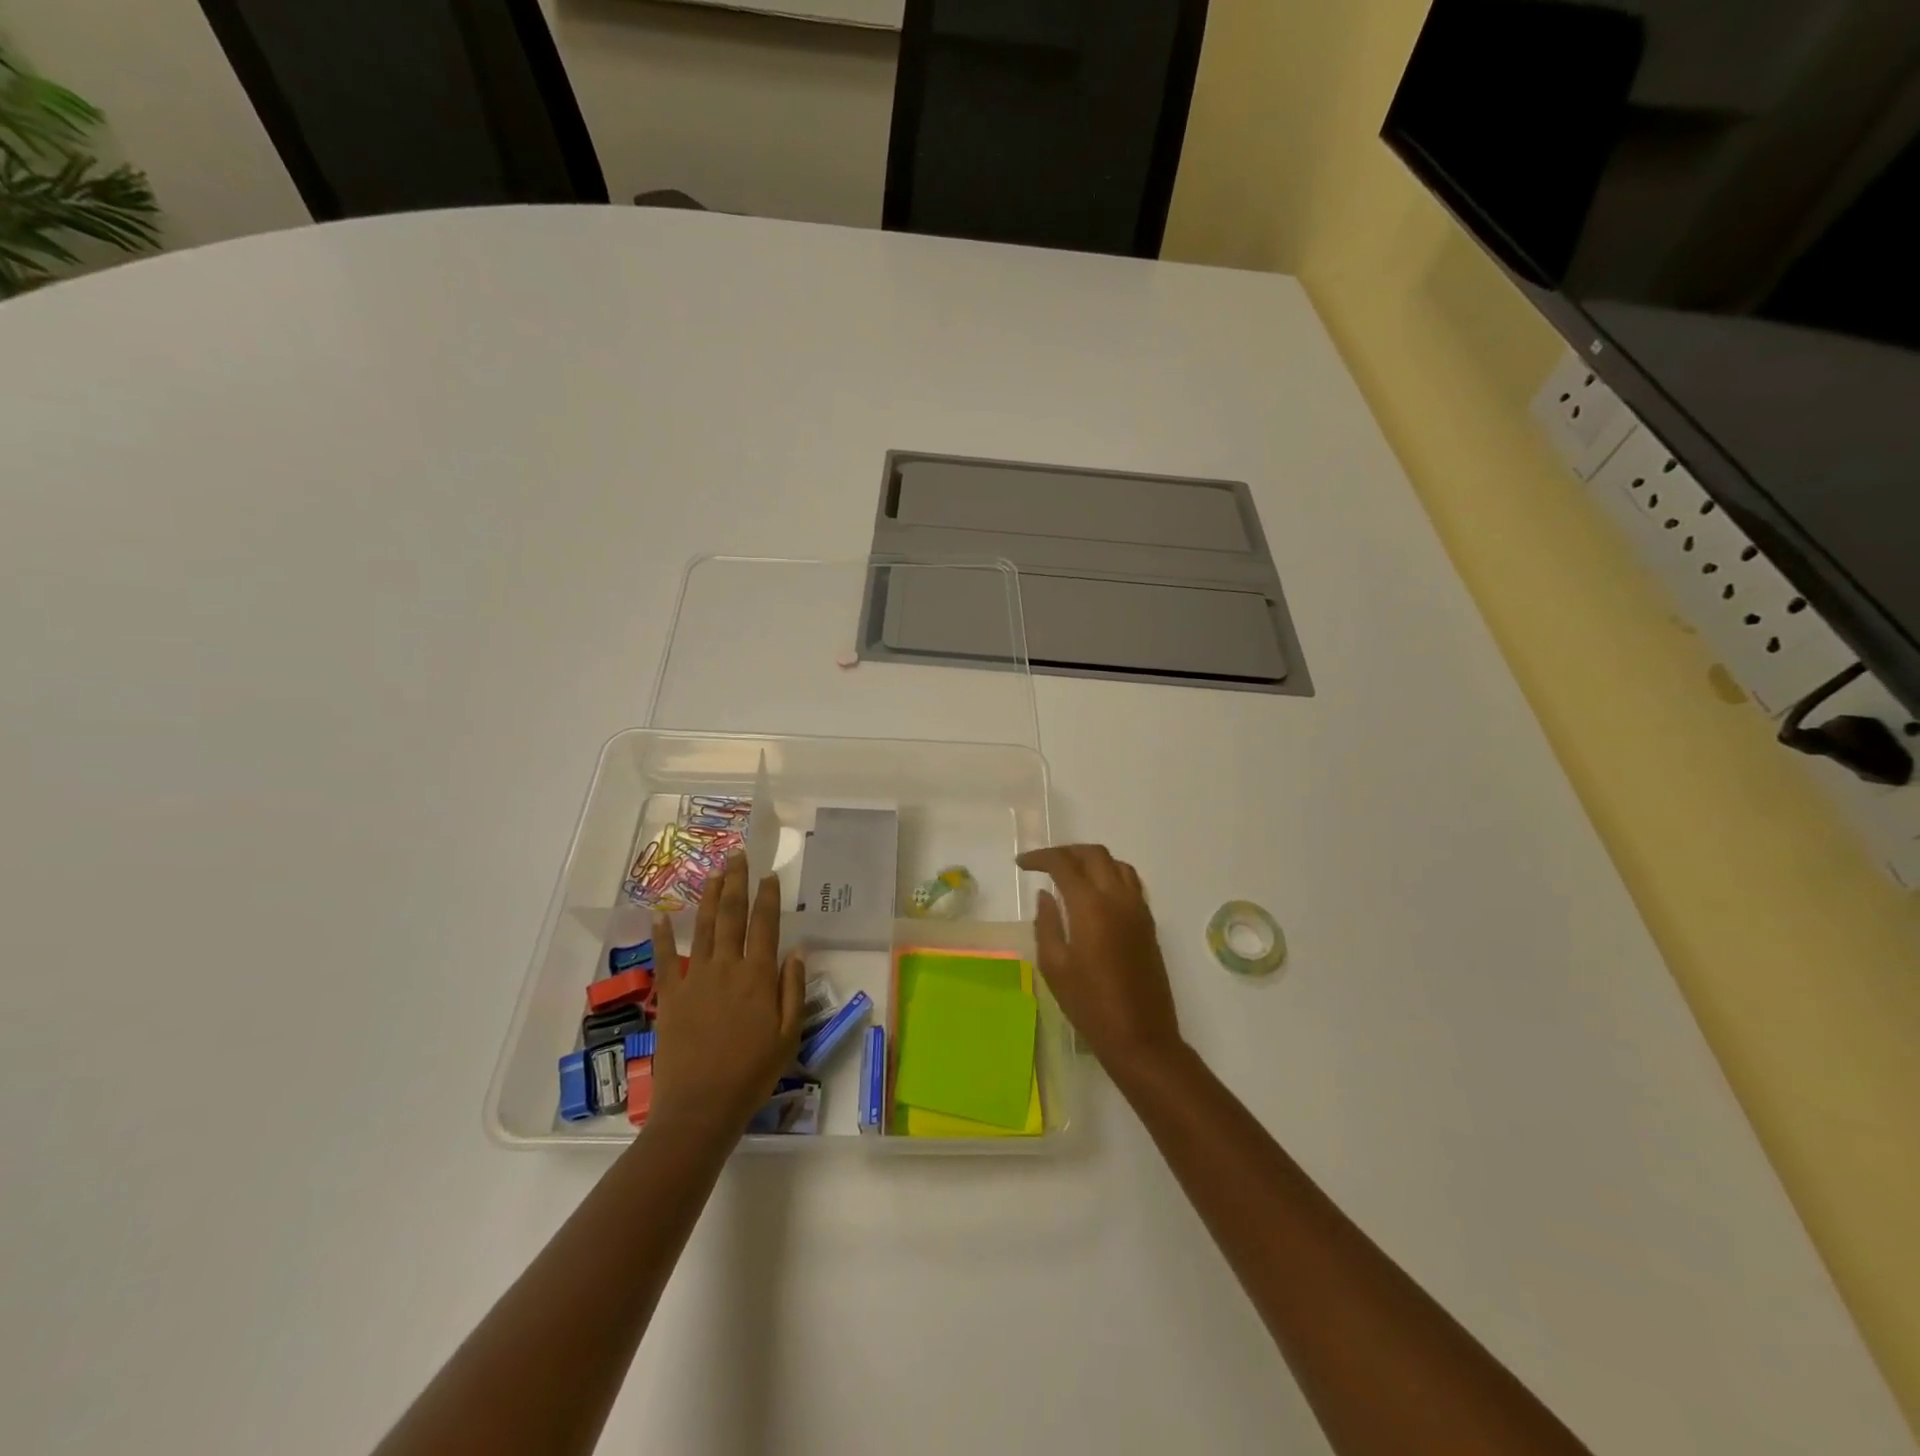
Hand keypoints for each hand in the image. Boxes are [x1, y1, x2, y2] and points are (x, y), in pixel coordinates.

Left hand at [650, 852, 803, 1136]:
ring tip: (714, 873)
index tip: (770, 875)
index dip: (768, 897)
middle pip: (731, 916)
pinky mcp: (670, 996)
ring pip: (702, 928)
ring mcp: (695, 979)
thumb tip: (797, 950)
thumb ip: (792, 989)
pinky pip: (665, 960)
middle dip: (736, 883)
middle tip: (737, 856)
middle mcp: (727, 968)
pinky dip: (661, 937)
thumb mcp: (789, 1035)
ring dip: (708, 897)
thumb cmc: (753, 1073)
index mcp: (758, 977)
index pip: (765, 925)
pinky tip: (659, 915)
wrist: (702, 1106)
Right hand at [1016, 844, 1181, 1076]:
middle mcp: (1118, 898)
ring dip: (1091, 860)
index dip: (1040, 858)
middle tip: (1044, 864)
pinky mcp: (1149, 923)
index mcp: (1090, 906)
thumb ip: (1047, 923)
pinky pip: (1131, 882)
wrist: (1141, 1036)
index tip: (1022, 864)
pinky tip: (1095, 892)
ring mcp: (1138, 908)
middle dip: (1066, 852)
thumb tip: (1045, 895)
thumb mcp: (1054, 966)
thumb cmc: (1090, 1005)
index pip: (1064, 864)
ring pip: (1117, 863)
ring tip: (1070, 873)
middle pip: (1094, 854)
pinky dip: (1110, 874)